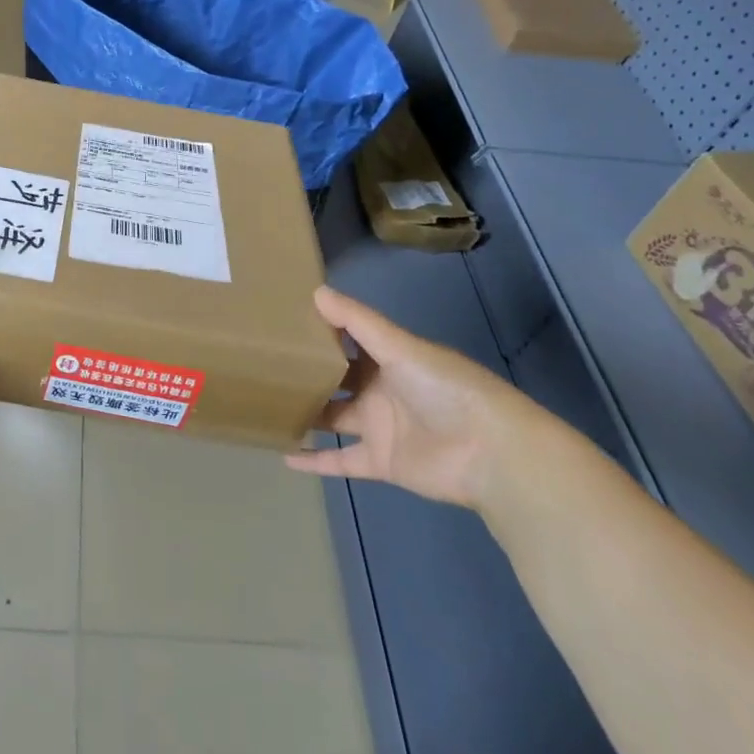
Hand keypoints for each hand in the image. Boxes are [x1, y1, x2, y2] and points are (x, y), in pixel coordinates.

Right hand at [286, 286, 538, 508]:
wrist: (490, 453)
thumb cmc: (446, 388)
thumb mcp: (401, 347)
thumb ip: (357, 322)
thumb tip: (315, 291)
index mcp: (389, 357)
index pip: (348, 339)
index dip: (320, 329)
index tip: (282, 319)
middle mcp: (381, 389)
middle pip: (337, 378)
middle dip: (307, 371)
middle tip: (262, 361)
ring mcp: (379, 427)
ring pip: (333, 417)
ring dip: (306, 412)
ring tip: (264, 403)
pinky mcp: (380, 461)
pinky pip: (340, 460)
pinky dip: (314, 460)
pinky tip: (283, 456)